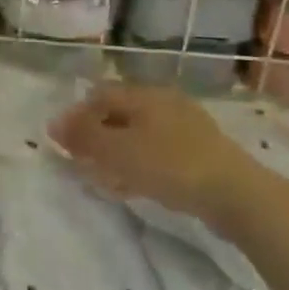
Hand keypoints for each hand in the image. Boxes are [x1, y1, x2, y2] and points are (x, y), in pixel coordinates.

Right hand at [50, 83, 245, 224]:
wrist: (235, 194)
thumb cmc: (170, 165)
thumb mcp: (119, 151)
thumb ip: (84, 136)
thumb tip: (53, 123)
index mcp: (145, 95)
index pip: (100, 95)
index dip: (76, 116)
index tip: (62, 143)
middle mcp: (164, 103)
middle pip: (119, 114)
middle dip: (96, 136)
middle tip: (81, 161)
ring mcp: (185, 128)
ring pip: (138, 135)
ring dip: (116, 153)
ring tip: (102, 177)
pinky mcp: (199, 153)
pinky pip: (157, 153)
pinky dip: (138, 164)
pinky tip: (132, 186)